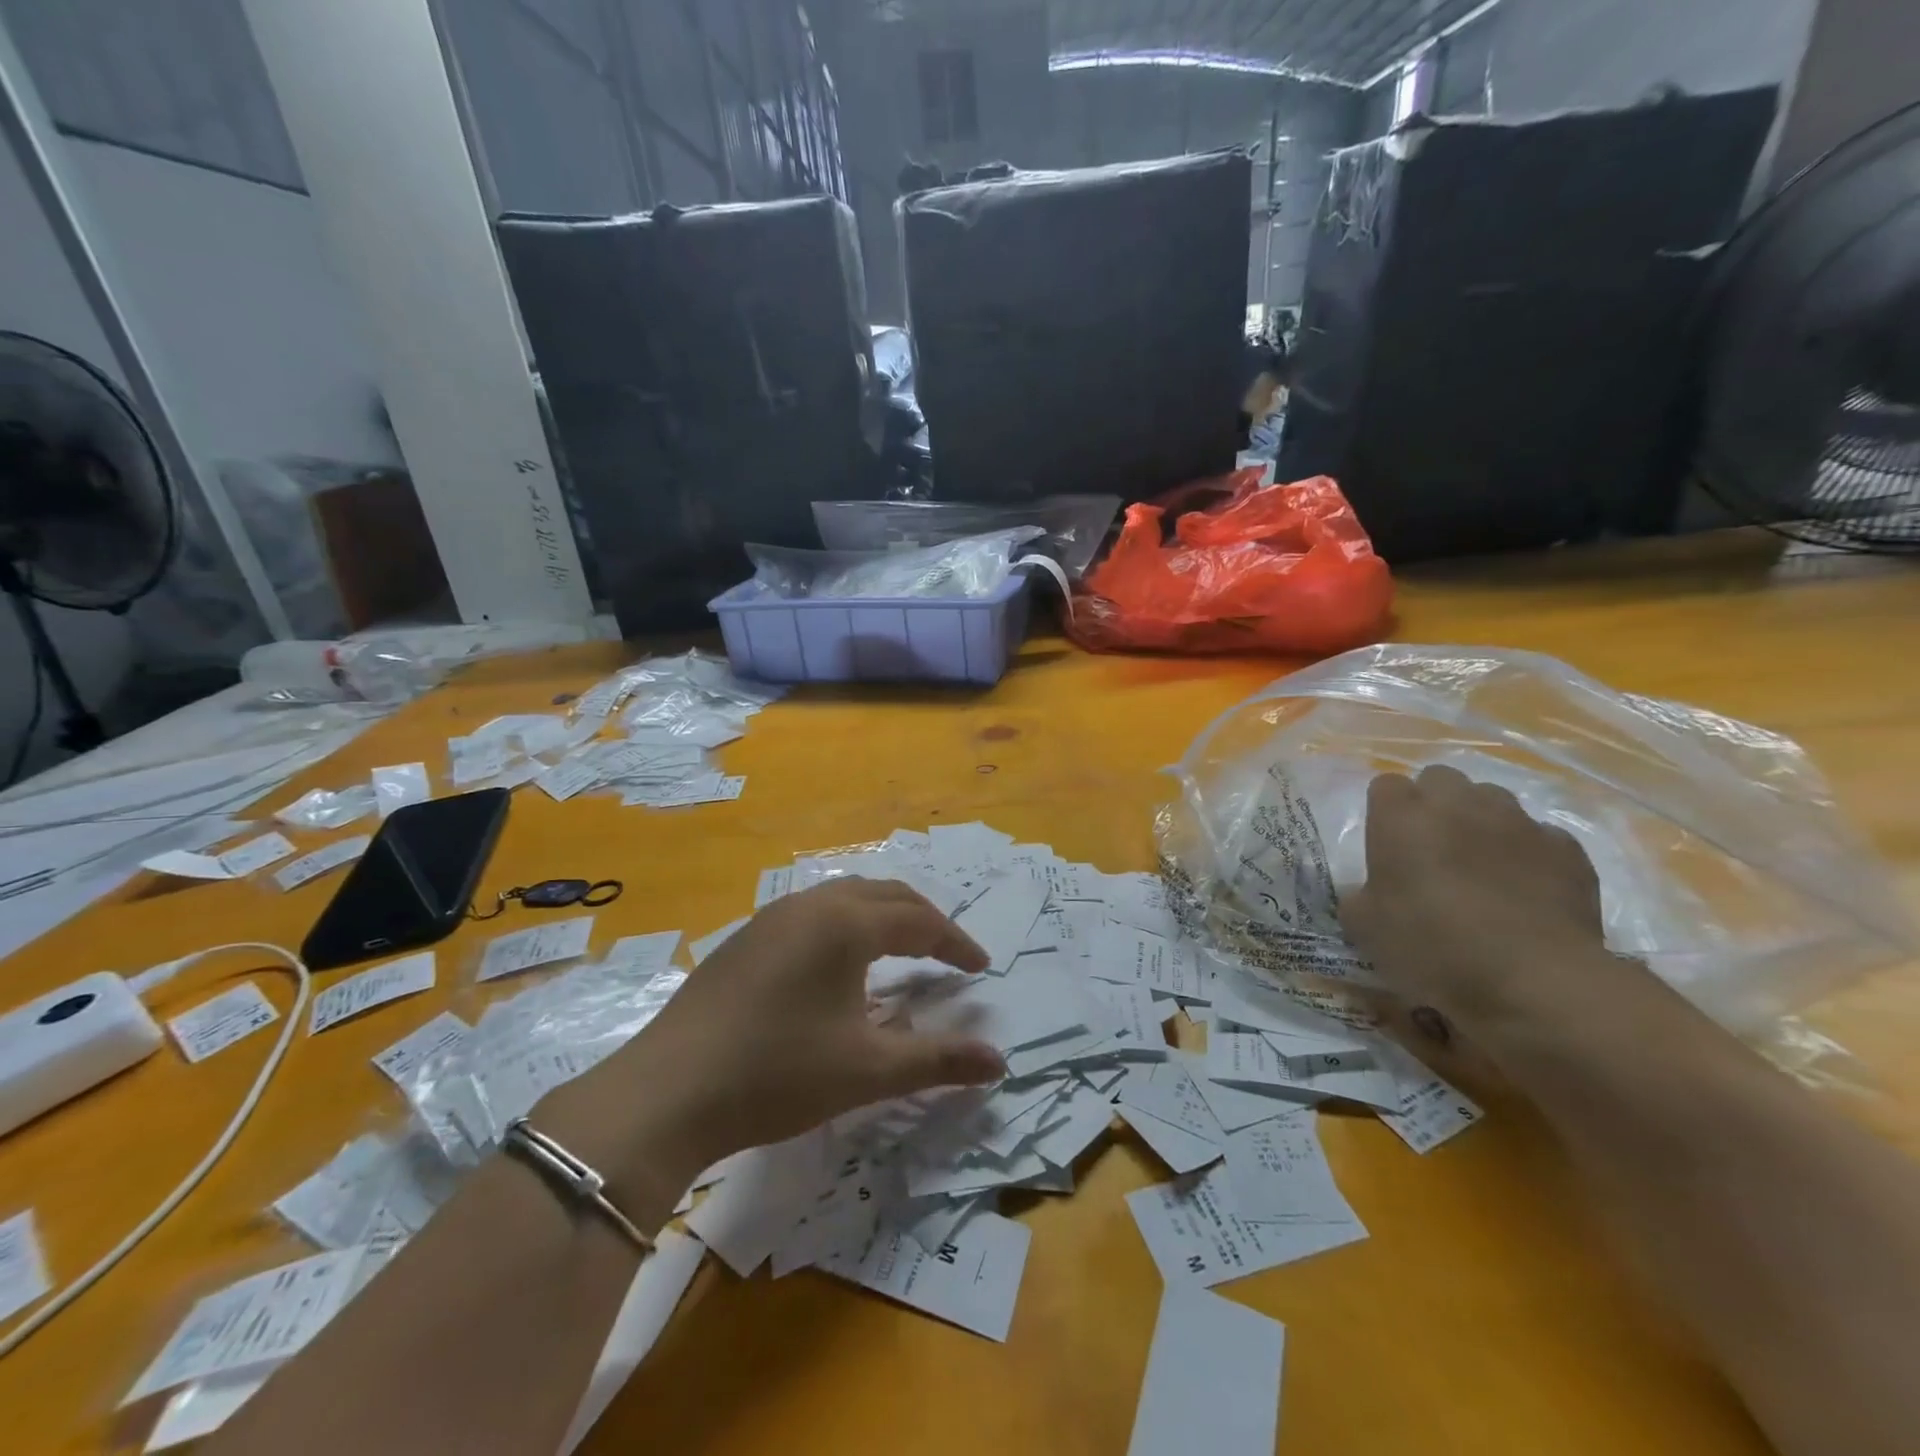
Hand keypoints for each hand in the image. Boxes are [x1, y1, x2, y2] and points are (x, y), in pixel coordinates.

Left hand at [541, 879, 1004, 1216]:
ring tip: (903, 948)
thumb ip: (938, 1060)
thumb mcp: (867, 1070)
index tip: (981, 968)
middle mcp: (813, 904)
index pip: (921, 921)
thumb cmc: (777, 1073)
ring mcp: (774, 916)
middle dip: (925, 919)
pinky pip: (815, 912)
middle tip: (949, 953)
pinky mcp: (748, 936)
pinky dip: (848, 924)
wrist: (668, 1091)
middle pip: (886, 895)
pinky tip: (840, 962)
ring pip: (847, 897)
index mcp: (847, 923)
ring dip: (884, 915)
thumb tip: (999, 1062)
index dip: (956, 943)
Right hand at [1342, 765, 1613, 1032]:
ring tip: (1481, 865)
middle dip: (1434, 803)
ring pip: (1492, 799)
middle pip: (1440, 779)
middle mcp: (1457, 803)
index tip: (1386, 843)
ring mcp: (1517, 821)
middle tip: (1430, 847)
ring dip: (1481, 821)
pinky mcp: (1566, 848)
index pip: (1385, 785)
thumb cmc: (1432, 946)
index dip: (1385, 811)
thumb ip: (1360, 895)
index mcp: (1401, 816)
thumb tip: (1367, 891)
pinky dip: (1528, 853)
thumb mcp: (1364, 927)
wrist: (1534, 980)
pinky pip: (1539, 835)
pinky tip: (1525, 888)